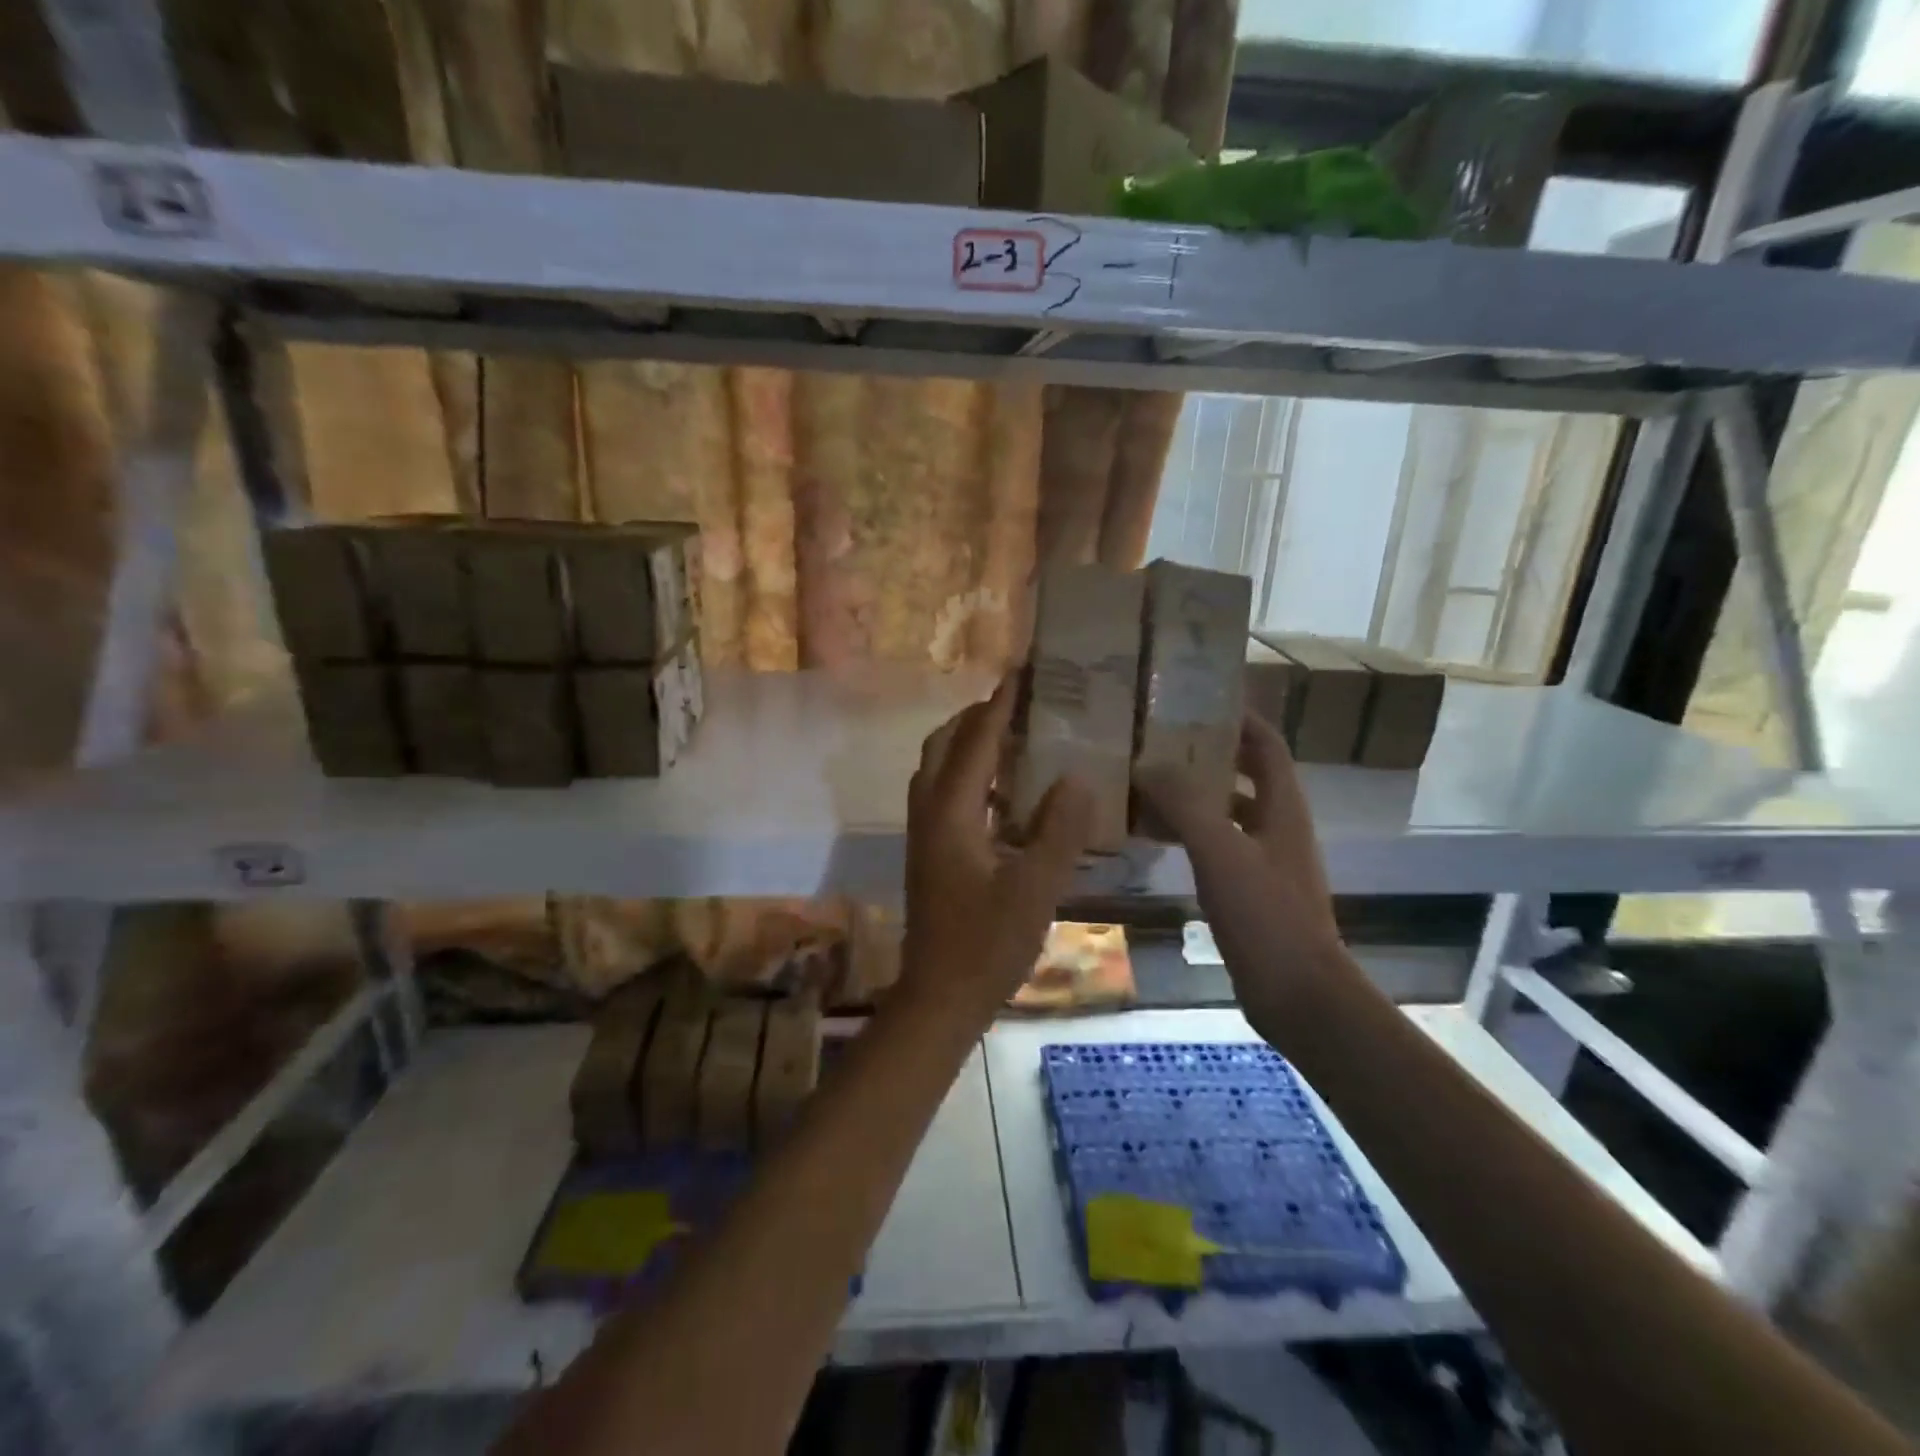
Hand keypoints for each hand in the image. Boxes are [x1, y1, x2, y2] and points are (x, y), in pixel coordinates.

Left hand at [901, 680, 1093, 1023]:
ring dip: (967, 745)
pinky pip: (943, 794)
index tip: (1019, 674)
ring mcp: (923, 834)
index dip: (998, 708)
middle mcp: (929, 814)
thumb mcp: (1035, 889)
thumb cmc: (987, 945)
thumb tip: (1077, 777)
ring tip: (1011, 737)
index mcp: (951, 814)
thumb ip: (1058, 831)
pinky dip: (967, 776)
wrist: (939, 997)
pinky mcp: (928, 853)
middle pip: (942, 747)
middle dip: (975, 719)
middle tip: (1017, 705)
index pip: (975, 744)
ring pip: (937, 770)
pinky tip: (1002, 792)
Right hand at [1135, 713, 1349, 1032]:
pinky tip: (1154, 838)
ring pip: (1226, 812)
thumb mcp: (1221, 851)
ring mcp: (1265, 861)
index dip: (1240, 718)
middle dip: (1207, 753)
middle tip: (1158, 739)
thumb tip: (1145, 763)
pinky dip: (1188, 833)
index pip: (1267, 744)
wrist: (1297, 994)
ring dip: (1193, 795)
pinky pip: (1216, 846)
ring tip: (1145, 782)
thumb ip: (1184, 803)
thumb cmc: (1266, 915)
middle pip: (1244, 774)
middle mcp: (1277, 826)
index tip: (1199, 698)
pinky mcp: (1249, 891)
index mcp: (1282, 807)